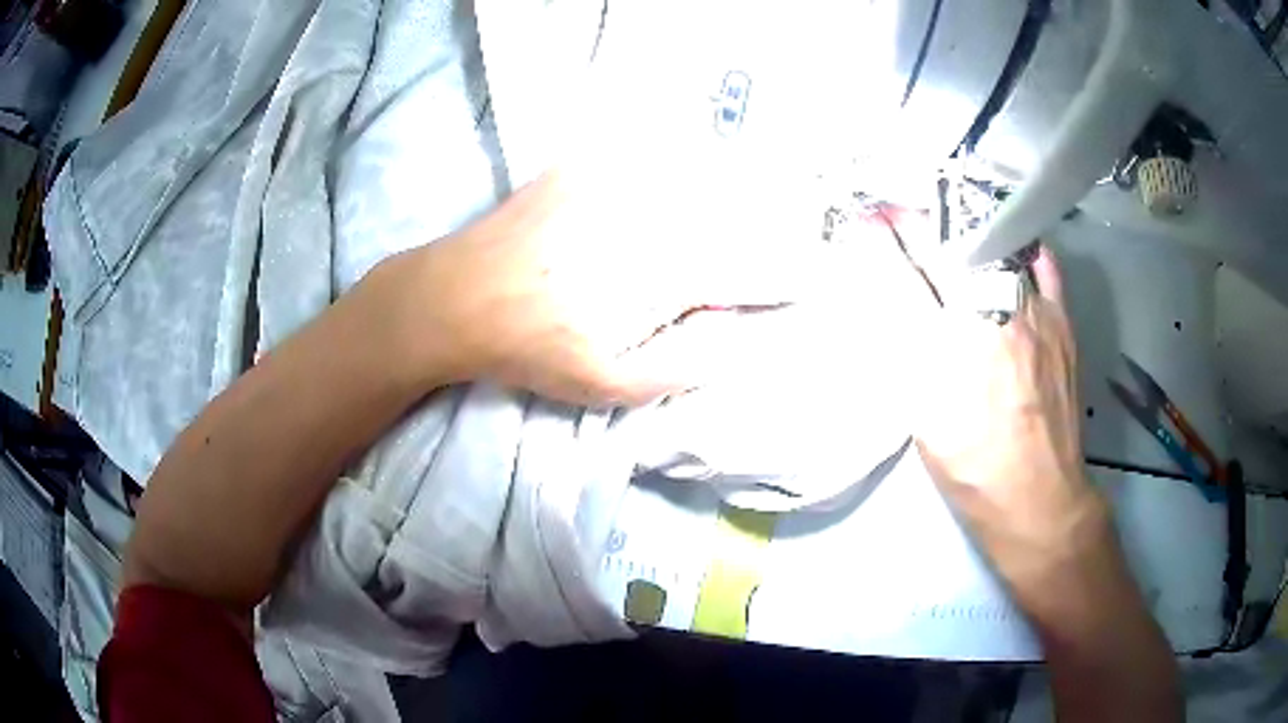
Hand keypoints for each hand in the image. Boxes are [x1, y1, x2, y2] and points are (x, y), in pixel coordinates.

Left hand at [387, 170, 820, 406]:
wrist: (458, 295)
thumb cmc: (530, 347)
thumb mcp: (605, 386)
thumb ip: (678, 370)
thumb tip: (737, 347)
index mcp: (659, 277)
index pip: (743, 270)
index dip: (783, 275)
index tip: (812, 279)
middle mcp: (648, 221)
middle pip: (729, 214)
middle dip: (768, 221)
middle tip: (793, 225)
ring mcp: (614, 186)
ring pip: (693, 177)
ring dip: (730, 184)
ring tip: (756, 191)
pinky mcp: (584, 166)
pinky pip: (643, 152)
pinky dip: (673, 156)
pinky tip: (688, 158)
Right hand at [914, 246, 1110, 585]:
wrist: (1038, 497)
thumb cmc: (972, 466)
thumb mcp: (923, 415)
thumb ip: (905, 349)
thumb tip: (888, 302)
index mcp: (954, 335)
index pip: (911, 265)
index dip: (888, 236)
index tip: (872, 218)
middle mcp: (995, 308)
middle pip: (955, 243)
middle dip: (926, 225)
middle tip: (909, 223)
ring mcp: (1034, 309)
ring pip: (997, 247)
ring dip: (969, 235)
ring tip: (954, 236)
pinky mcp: (1061, 320)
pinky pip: (1043, 266)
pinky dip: (1022, 250)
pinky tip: (1008, 254)